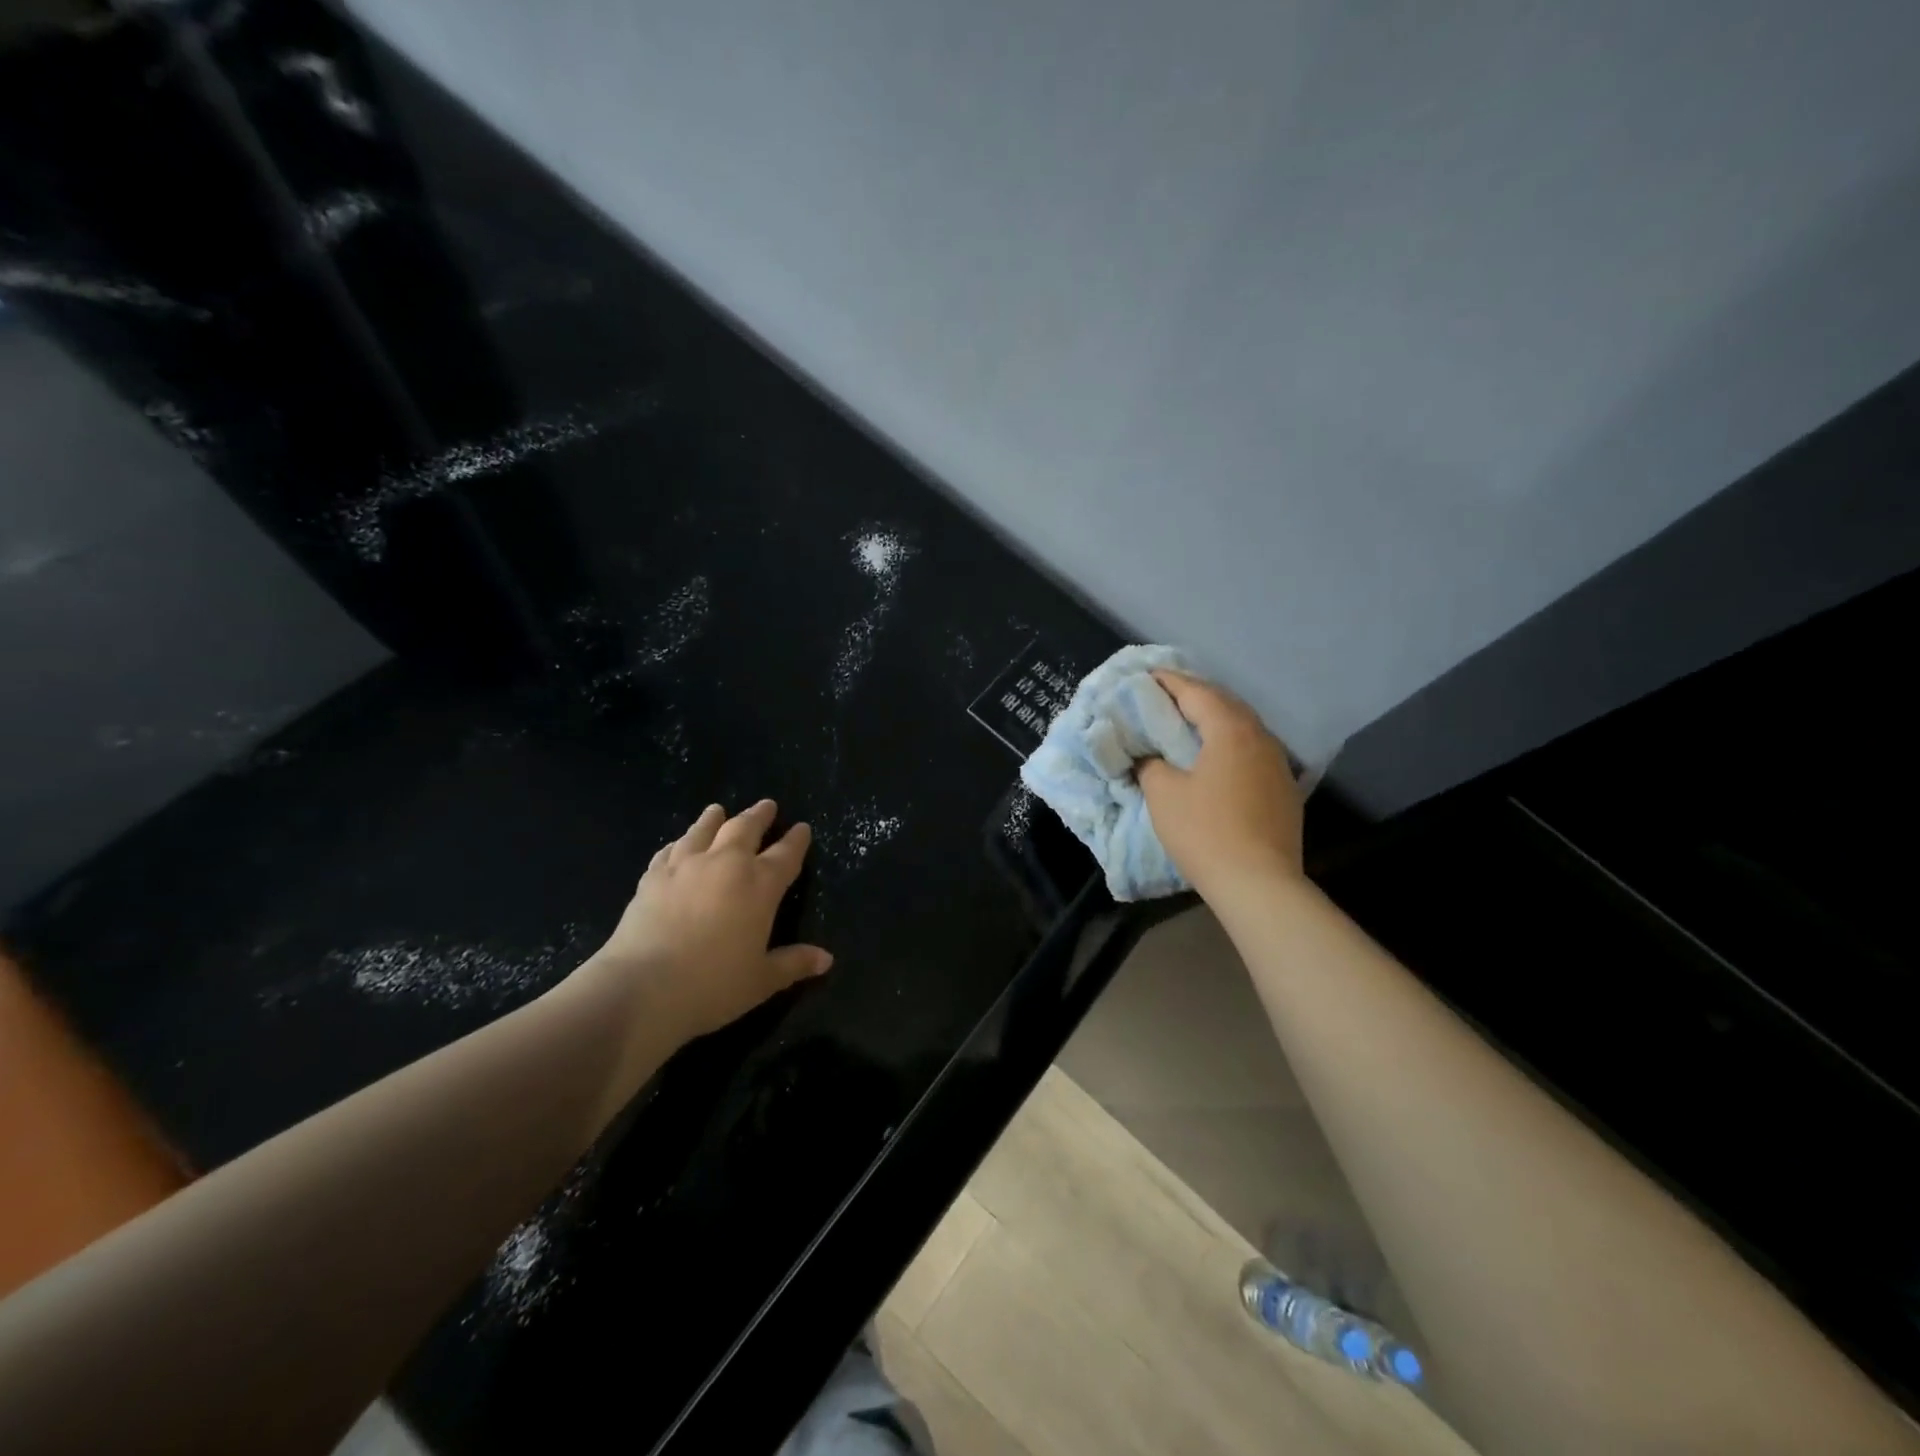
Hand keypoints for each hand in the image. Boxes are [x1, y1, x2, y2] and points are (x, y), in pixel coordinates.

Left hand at [583, 800, 831, 1042]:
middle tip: (767, 806)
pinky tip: (678, 844)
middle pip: (745, 829)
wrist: (641, 988)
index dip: (797, 840)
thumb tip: (826, 959)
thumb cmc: (712, 986)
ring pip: (704, 830)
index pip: (786, 854)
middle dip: (759, 816)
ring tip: (718, 810)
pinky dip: (679, 843)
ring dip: (714, 819)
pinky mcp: (652, 877)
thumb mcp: (761, 980)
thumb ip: (794, 963)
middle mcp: (726, 865)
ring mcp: (685, 866)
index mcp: (759, 886)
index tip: (802, 828)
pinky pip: (669, 851)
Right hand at [1137, 671, 1304, 899]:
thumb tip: (1150, 757)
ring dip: (1214, 720)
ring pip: (1242, 727)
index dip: (1168, 681)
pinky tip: (1216, 757)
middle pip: (1224, 703)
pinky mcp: (1284, 788)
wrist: (1259, 883)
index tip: (1146, 675)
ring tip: (1187, 724)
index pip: (1196, 692)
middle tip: (1164, 697)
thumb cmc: (1205, 831)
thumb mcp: (1163, 794)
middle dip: (1193, 696)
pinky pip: (1252, 751)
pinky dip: (1229, 743)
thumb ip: (1151, 764)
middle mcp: (1260, 737)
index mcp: (1230, 730)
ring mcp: (1278, 763)